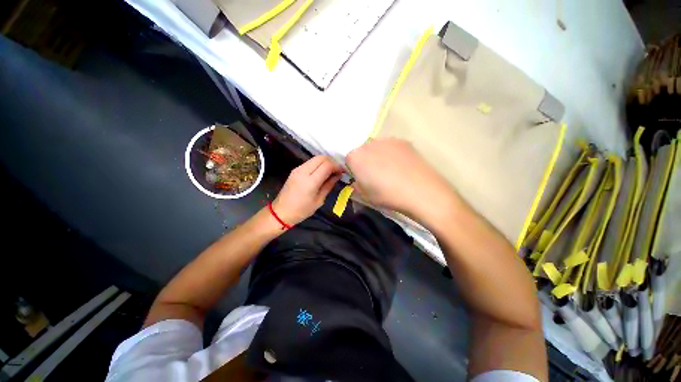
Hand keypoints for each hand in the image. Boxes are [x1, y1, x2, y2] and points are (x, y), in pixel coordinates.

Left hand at [272, 155, 342, 224]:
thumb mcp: (319, 200)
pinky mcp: (295, 170)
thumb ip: (329, 185)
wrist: (281, 211)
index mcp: (310, 181)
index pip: (327, 165)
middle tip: (337, 171)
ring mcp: (298, 169)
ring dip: (325, 162)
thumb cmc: (302, 210)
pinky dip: (318, 164)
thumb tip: (338, 175)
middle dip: (332, 162)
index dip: (337, 166)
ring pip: (315, 158)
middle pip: (321, 157)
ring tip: (331, 172)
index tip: (342, 172)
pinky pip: (310, 162)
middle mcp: (303, 171)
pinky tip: (322, 173)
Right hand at [346, 138, 456, 221]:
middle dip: (364, 161)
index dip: (353, 169)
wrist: (421, 192)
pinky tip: (401, 166)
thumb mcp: (365, 196)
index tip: (361, 178)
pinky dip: (391, 153)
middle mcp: (369, 144)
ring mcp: (387, 140)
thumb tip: (357, 181)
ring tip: (390, 170)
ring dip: (377, 156)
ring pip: (376, 147)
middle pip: (361, 151)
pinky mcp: (402, 141)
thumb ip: (356, 186)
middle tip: (375, 175)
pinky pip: (390, 146)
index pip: (348, 159)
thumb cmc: (388, 196)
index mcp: (356, 157)